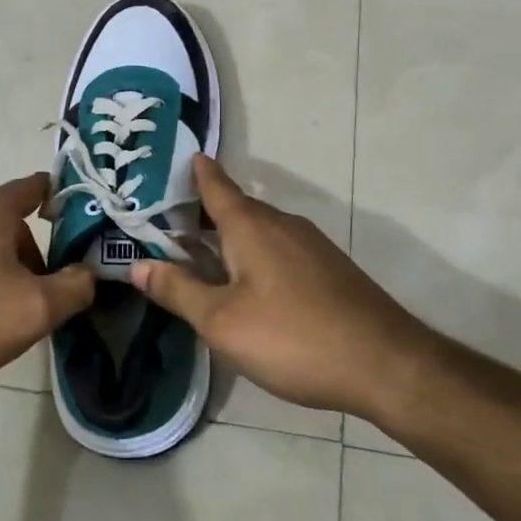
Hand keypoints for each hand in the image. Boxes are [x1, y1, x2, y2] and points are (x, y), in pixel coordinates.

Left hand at [0, 173, 94, 405]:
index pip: (35, 186)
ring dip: (0, 267)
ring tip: (3, 312)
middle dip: (31, 252)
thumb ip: (75, 286)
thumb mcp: (36, 310)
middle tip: (40, 294)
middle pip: (8, 219)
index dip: (63, 202)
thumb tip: (88, 273)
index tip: (81, 230)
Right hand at [128, 156, 431, 420]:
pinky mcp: (329, 268)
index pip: (216, 186)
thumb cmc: (292, 337)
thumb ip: (179, 290)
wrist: (384, 363)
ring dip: (230, 236)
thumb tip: (137, 265)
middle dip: (205, 211)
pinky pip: (280, 248)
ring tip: (202, 254)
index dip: (197, 173)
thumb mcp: (222, 321)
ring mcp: (311, 245)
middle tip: (169, 221)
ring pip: (260, 230)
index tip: (182, 158)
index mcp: (251, 226)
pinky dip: (255, 254)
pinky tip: (248, 284)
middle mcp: (282, 224)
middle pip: (236, 208)